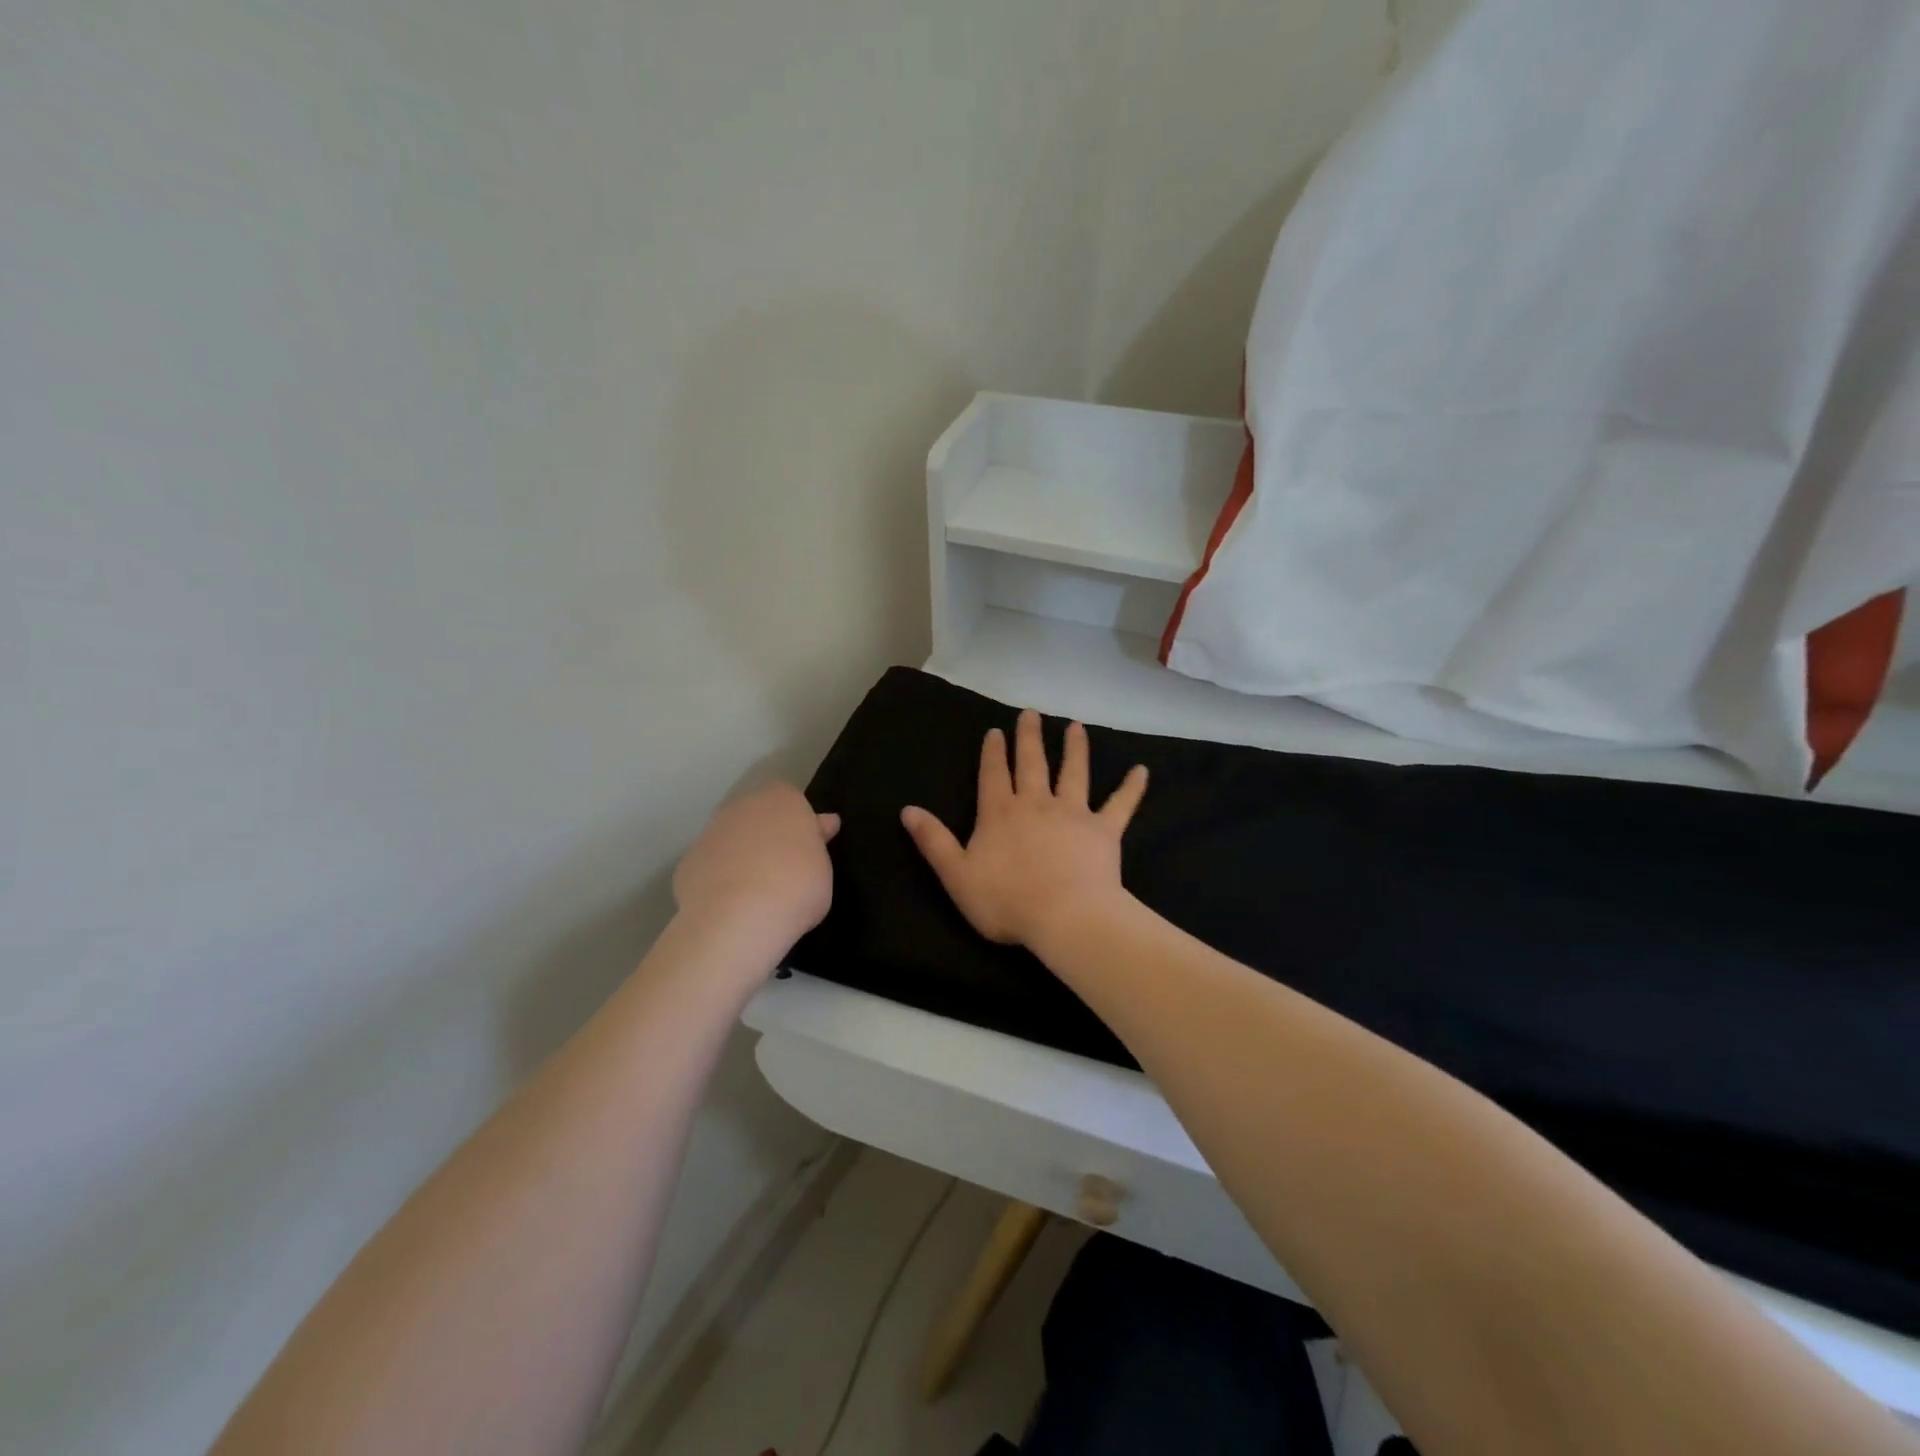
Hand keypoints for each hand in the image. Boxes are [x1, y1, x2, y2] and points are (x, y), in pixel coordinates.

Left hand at [673, 782, 838, 946]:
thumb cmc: (796, 887)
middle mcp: (743, 807)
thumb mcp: (824, 868)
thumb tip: (821, 825)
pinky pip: (710, 867)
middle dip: (767, 836)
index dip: (800, 823)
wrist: (736, 919)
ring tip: (755, 895)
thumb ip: (817, 844)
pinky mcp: (687, 863)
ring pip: (731, 840)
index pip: (793, 800)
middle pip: (758, 816)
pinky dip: (718, 881)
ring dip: (741, 857)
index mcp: (783, 800)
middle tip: (782, 871)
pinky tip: (729, 907)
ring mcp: (711, 833)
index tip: (808, 849)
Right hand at [901, 710, 1147, 949]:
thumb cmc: (1006, 900)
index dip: (993, 752)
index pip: (993, 774)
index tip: (996, 731)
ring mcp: (1073, 813)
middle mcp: (1036, 803)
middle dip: (1029, 737)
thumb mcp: (956, 874)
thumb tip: (908, 809)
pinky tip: (1142, 770)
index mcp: (1000, 813)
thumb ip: (933, 840)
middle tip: (1031, 713)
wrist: (1065, 917)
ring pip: (1074, 772)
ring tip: (1076, 727)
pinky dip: (1131, 788)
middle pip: (1032, 763)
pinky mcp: (1104, 830)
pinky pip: (1120, 804)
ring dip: (1075, 748)